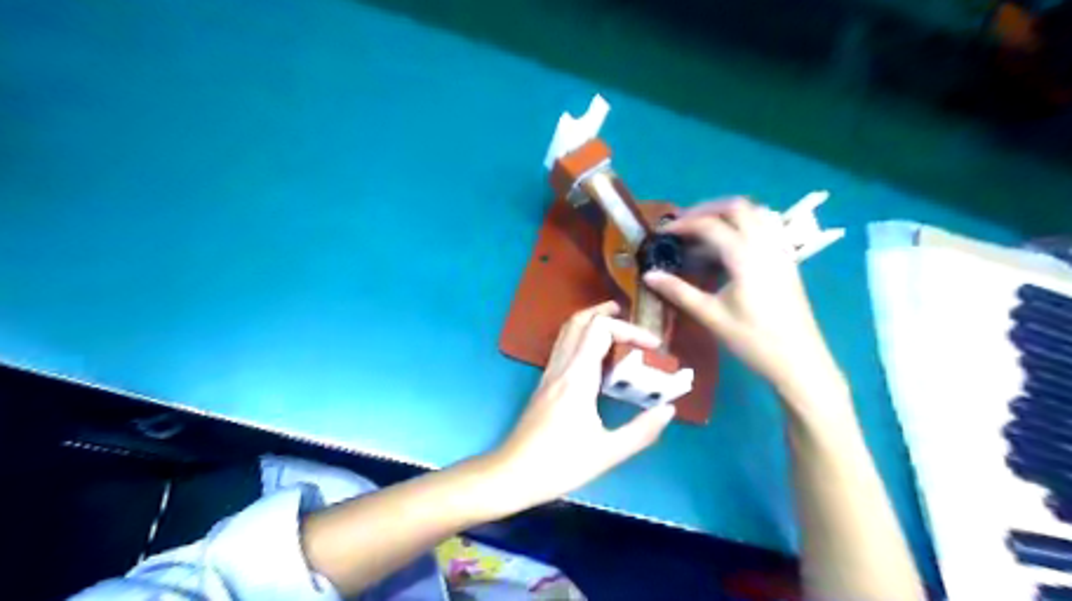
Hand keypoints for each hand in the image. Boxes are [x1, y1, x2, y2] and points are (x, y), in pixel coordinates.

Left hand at [490, 301, 672, 506]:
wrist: (512, 474)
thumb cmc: (559, 465)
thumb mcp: (607, 453)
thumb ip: (642, 431)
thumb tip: (669, 409)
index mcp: (577, 378)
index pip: (601, 329)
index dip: (630, 329)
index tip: (654, 345)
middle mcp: (561, 367)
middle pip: (579, 321)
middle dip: (606, 312)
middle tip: (631, 315)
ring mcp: (549, 373)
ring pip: (567, 331)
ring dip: (592, 321)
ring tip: (617, 329)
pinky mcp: (544, 383)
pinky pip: (563, 347)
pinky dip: (582, 338)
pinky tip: (597, 357)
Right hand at [644, 196, 845, 408]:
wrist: (799, 361)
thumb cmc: (753, 340)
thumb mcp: (711, 316)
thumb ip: (679, 291)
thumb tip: (649, 275)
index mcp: (745, 256)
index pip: (710, 225)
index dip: (684, 225)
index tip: (663, 233)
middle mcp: (765, 245)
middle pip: (737, 206)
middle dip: (706, 209)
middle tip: (683, 224)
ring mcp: (780, 251)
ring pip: (756, 212)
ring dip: (728, 213)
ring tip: (704, 229)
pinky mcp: (787, 260)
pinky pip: (767, 226)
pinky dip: (745, 223)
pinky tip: (730, 245)